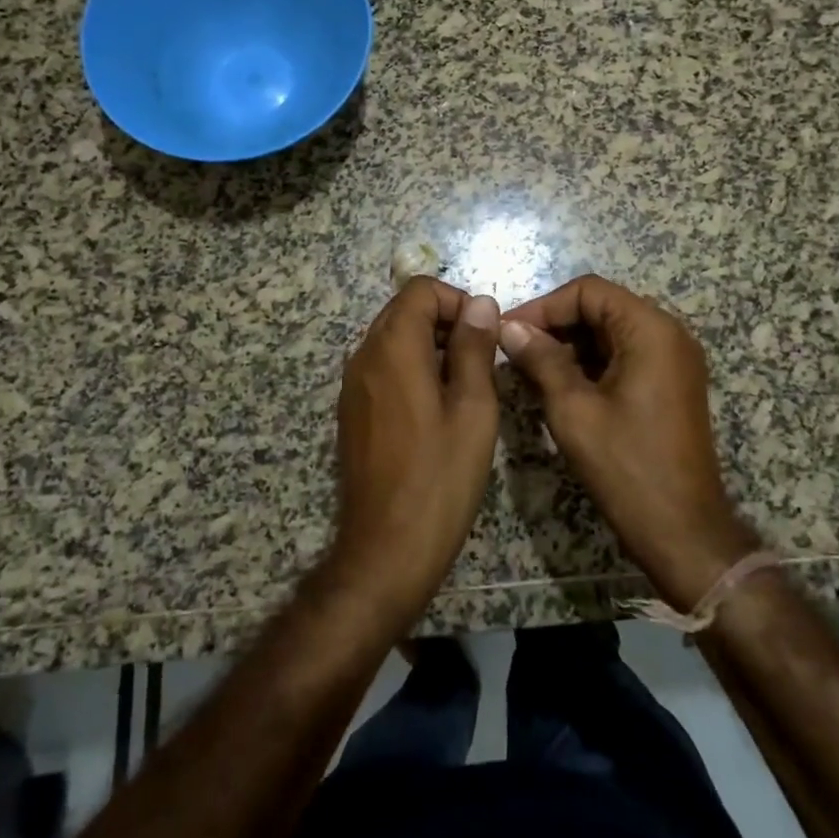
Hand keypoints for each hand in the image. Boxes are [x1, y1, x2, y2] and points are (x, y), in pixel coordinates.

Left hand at [328, 277, 501, 628]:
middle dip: (446, 321)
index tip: (486, 335)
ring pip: (393, 339)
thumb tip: (480, 303)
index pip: (420, 289)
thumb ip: (475, 348)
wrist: (386, 548)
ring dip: (431, 346)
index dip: (457, 301)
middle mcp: (364, 356)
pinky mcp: (352, 411)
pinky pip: (383, 368)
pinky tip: (438, 409)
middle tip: (482, 360)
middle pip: (404, 310)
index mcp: (392, 348)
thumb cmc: (440, 476)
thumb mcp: (473, 408)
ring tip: (466, 386)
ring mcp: (353, 385)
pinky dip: (412, 369)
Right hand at [500, 275, 760, 609]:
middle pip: (602, 308)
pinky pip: (625, 356)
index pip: (589, 291)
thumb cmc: (626, 466)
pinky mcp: (671, 385)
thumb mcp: (573, 410)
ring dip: (570, 345)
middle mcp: (669, 334)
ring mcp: (674, 360)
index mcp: (651, 330)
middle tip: (514, 351)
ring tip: (530, 370)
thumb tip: (509, 327)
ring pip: (611, 333)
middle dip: (555, 325)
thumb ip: (541, 359)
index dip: (544, 306)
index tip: (507, 331)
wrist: (683, 531)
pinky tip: (559, 386)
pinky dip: (591, 364)